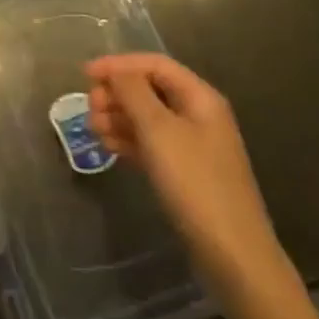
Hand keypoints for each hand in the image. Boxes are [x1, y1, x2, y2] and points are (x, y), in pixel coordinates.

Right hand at [86, 53, 281, 286]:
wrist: (232, 253)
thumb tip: (115, 71)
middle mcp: (199, 115)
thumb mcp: (159, 131)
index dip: (119, 64)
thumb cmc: (194, 182)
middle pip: (151, 90)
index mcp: (200, 97)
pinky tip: (108, 147)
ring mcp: (193, 146)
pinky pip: (152, 144)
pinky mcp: (186, 172)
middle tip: (89, 107)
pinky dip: (129, 140)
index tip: (85, 75)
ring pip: (149, 118)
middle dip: (117, 93)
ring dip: (119, 117)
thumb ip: (133, 93)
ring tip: (92, 129)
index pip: (155, 65)